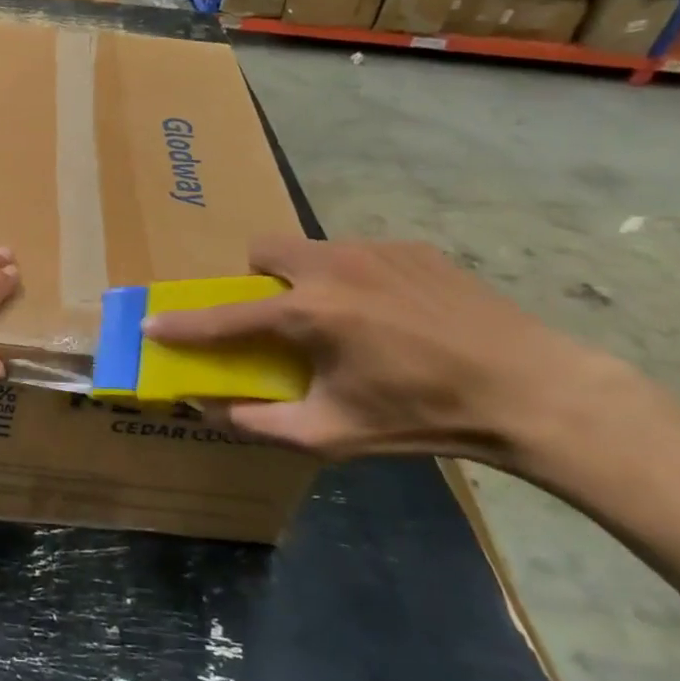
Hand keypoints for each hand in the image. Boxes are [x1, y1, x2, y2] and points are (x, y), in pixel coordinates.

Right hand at [142, 236, 634, 473]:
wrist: (528, 389)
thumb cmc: (422, 416)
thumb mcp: (334, 434)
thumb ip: (262, 422)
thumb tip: (212, 409)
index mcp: (310, 314)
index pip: (226, 317)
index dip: (183, 324)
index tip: (151, 325)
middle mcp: (332, 267)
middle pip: (264, 250)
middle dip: (256, 280)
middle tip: (277, 318)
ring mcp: (374, 250)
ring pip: (310, 249)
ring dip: (303, 278)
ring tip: (342, 320)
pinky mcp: (410, 247)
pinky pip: (356, 253)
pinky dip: (351, 278)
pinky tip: (390, 314)